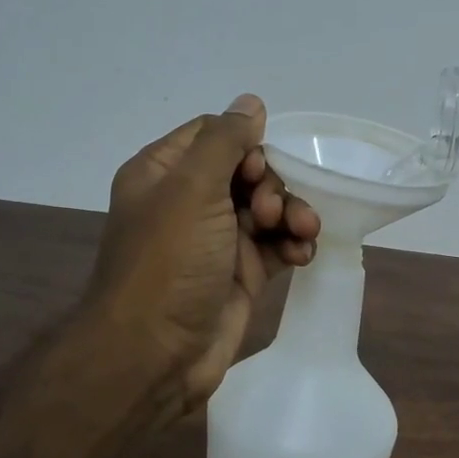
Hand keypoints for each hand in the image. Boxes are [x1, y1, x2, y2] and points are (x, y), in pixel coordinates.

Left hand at [87, 94, 319, 419]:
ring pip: (267, 209)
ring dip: (290, 214)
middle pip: (247, 171)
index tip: (258, 168)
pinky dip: (293, 244)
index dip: (245, 145)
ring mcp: (217, 241)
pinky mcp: (241, 274)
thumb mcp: (191, 189)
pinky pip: (277, 245)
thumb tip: (250, 102)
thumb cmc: (168, 263)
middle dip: (271, 185)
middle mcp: (189, 203)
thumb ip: (224, 141)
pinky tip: (303, 254)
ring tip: (301, 233)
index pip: (213, 136)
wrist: (156, 355)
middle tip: (268, 211)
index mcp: (163, 174)